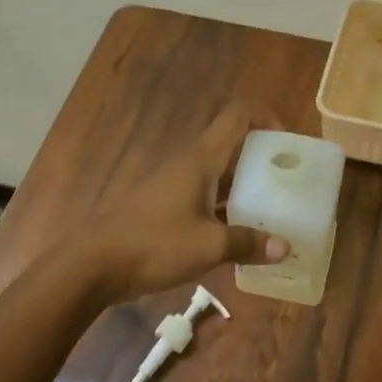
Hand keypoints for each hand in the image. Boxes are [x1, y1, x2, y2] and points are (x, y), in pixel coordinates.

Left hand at [84, 103, 289, 301]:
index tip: (287, 142)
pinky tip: (240, 234)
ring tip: (273, 209)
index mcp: (200, 159)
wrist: (93, 265)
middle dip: (261, 158)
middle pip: (231, 145)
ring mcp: (174, 185)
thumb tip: (284, 248)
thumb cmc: (153, 244)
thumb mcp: (207, 246)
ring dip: (245, 186)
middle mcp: (188, 164)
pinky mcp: (165, 207)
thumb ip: (247, 243)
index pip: (236, 116)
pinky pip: (205, 197)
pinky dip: (225, 207)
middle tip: (288, 181)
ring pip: (218, 174)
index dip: (265, 117)